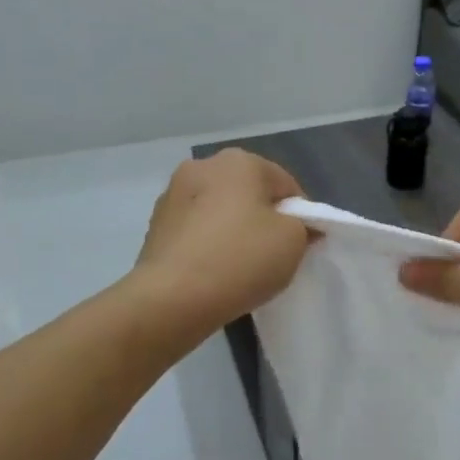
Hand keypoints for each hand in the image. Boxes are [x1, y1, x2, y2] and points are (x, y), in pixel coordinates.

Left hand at [133, 150, 310, 328]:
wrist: (171, 298)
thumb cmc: (241, 259)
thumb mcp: (294, 241)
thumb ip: (304, 226)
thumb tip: (298, 225)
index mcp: (239, 161)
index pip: (285, 185)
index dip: (300, 215)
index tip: (302, 244)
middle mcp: (202, 166)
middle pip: (249, 192)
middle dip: (263, 218)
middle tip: (273, 254)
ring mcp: (173, 194)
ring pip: (219, 210)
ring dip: (233, 229)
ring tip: (240, 267)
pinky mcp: (155, 224)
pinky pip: (196, 230)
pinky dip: (208, 243)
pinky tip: (213, 271)